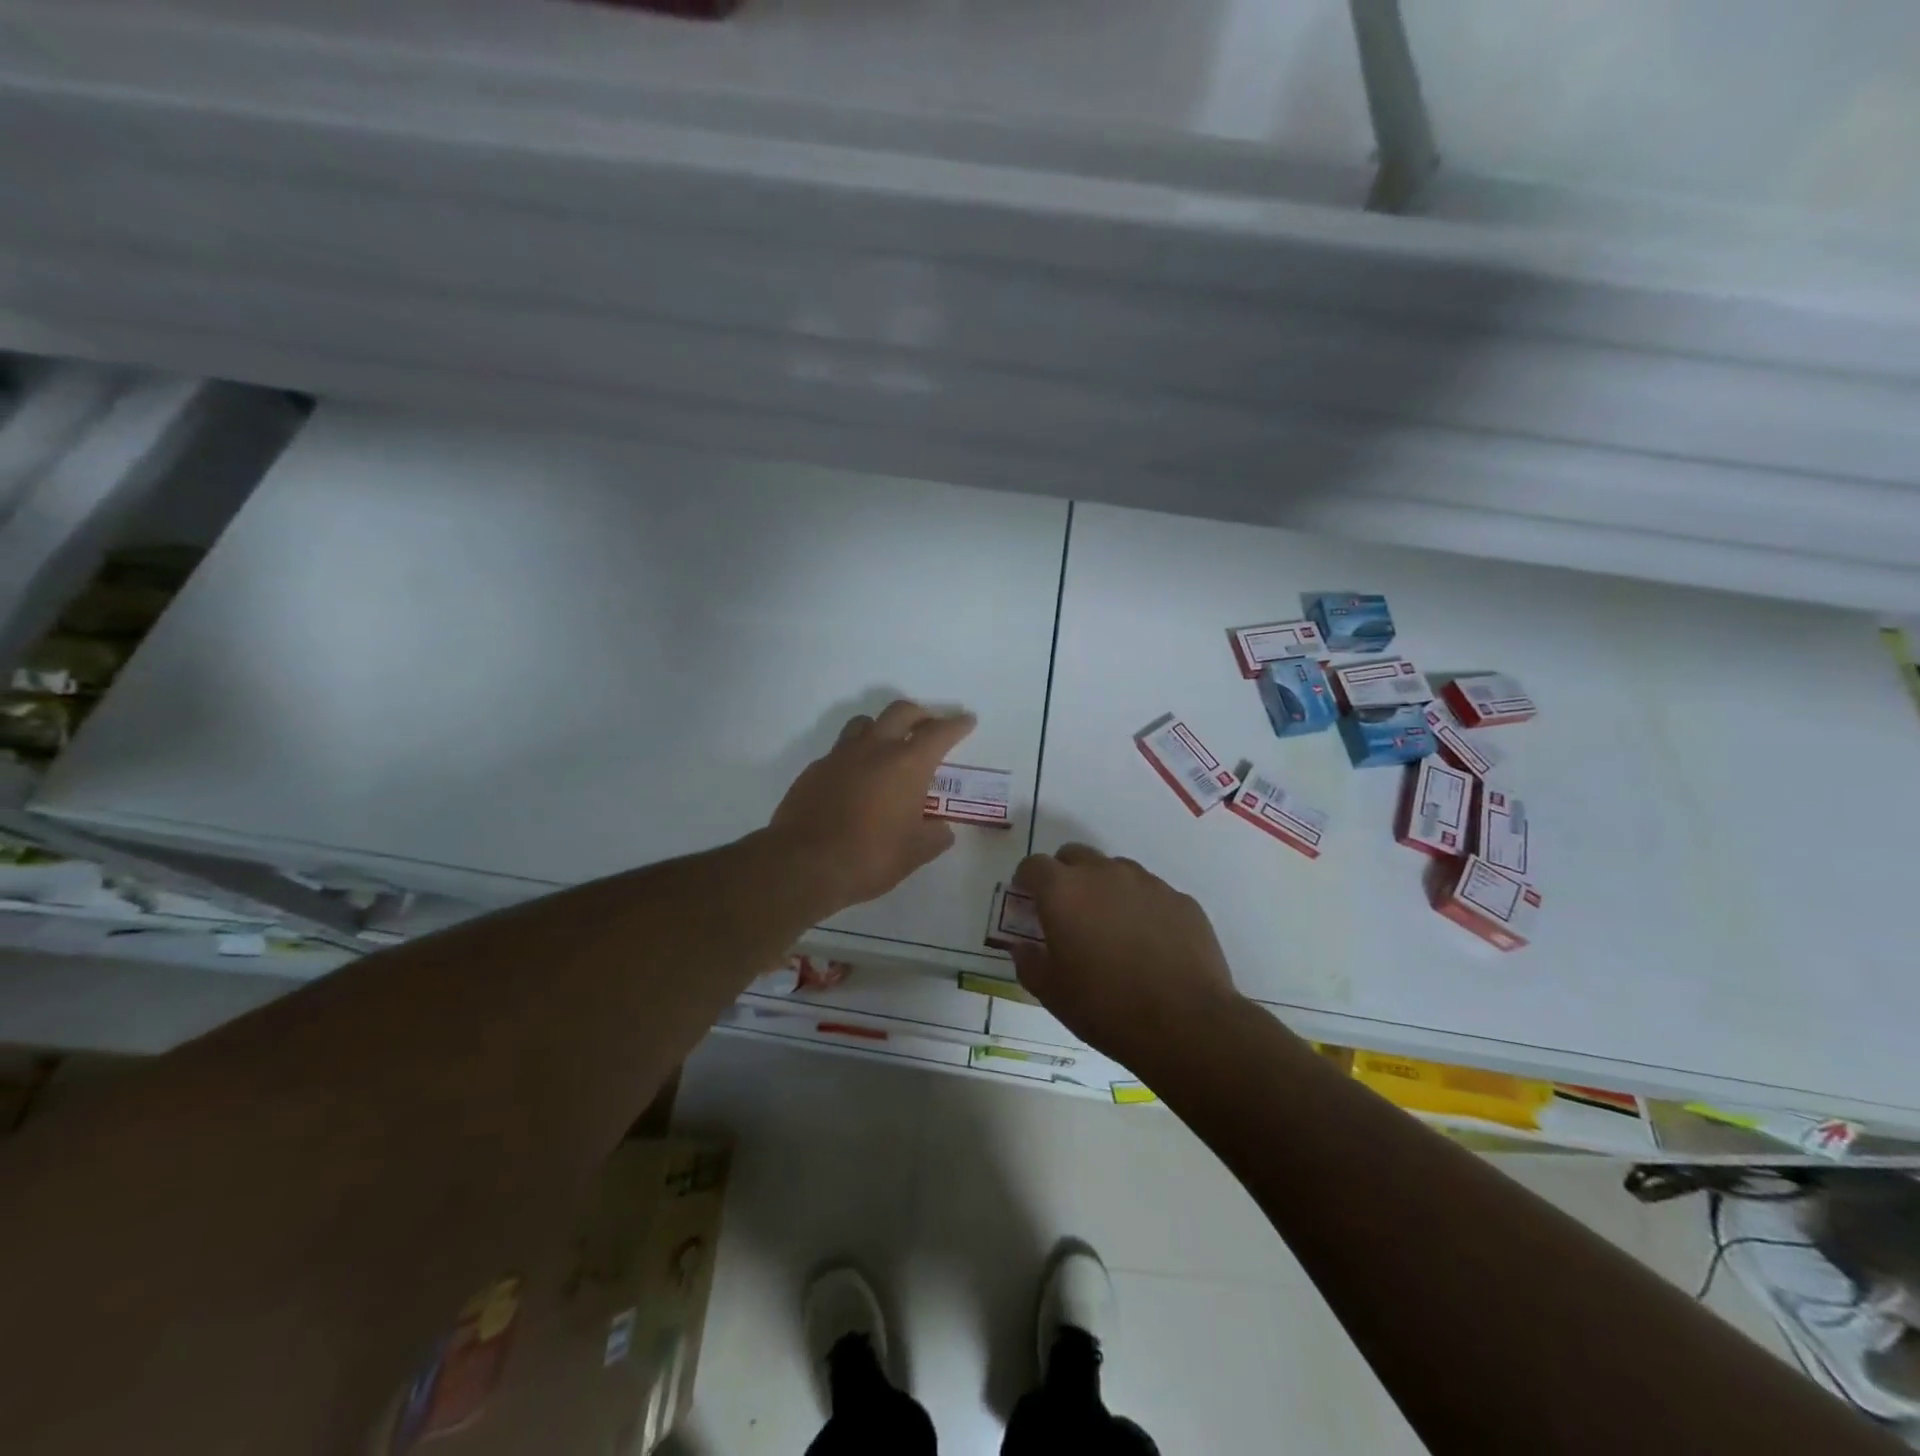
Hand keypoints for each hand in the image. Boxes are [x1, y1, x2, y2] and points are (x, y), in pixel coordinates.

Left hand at [769, 700, 975, 916]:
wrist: (803, 864)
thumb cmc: (869, 857)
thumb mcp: (915, 853)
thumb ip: (935, 836)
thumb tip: (942, 829)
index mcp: (907, 764)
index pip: (939, 733)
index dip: (957, 724)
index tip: (967, 719)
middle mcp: (874, 749)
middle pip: (901, 712)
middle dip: (920, 715)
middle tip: (929, 727)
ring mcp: (840, 756)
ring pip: (865, 723)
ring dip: (883, 727)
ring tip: (890, 746)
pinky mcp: (815, 770)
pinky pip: (841, 750)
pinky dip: (856, 755)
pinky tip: (857, 779)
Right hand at [1009, 844, 1242, 1064]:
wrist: (1185, 1024)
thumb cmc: (1105, 1007)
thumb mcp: (1051, 993)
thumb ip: (1029, 962)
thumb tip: (1023, 947)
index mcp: (1064, 891)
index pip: (1034, 865)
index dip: (1026, 880)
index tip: (1027, 899)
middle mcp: (1104, 874)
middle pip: (1075, 855)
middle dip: (1065, 875)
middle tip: (1067, 910)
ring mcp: (1147, 883)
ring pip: (1116, 870)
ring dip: (1105, 888)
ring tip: (1111, 928)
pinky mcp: (1181, 900)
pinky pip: (1151, 893)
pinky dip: (1141, 907)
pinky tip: (1149, 942)